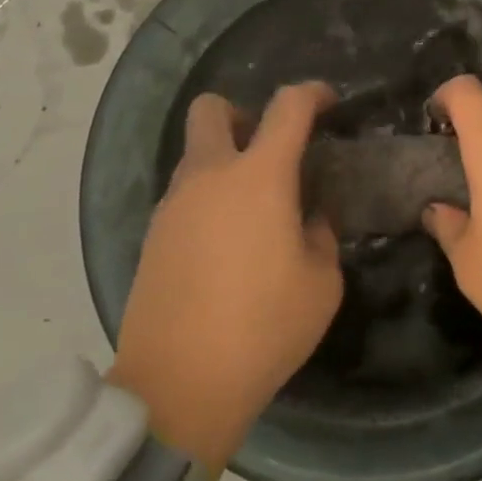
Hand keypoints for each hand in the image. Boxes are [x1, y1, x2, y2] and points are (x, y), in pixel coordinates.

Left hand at [109, 82, 340, 476]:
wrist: (178, 386)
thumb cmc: (263, 327)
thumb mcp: (321, 284)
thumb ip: (320, 236)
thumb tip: (308, 217)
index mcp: (259, 176)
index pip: (287, 107)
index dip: (312, 94)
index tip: (328, 103)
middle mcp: (210, 175)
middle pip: (212, 109)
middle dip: (242, 114)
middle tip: (268, 149)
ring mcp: (174, 204)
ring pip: (194, 154)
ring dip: (223, 162)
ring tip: (252, 210)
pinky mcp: (153, 236)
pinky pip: (183, 196)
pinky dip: (206, 200)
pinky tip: (224, 245)